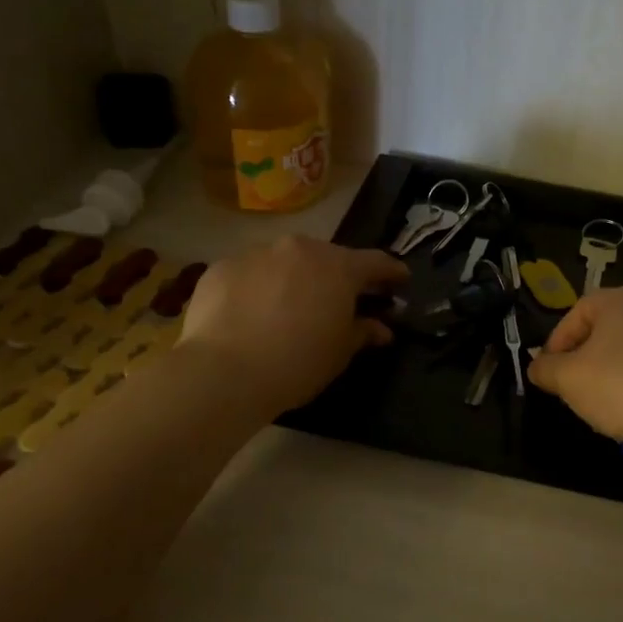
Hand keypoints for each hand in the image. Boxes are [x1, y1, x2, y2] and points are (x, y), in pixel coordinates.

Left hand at [179, 236, 407, 413]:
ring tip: (289, 309)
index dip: (391, 272)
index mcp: (337, 267)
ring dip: (294, 279)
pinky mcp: (222, 267)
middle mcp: (299, 249)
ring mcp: (257, 254)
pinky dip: (257, 288)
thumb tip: (381, 328)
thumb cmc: (296, 363)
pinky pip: (250, 273)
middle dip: (337, 277)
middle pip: (327, 257)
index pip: (376, 262)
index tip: (400, 281)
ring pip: (285, 262)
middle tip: (340, 300)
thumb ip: (363, 332)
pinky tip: (250, 315)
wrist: (223, 372)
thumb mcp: (339, 353)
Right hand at [528, 285, 622, 454]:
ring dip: (618, 369)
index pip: (578, 312)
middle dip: (588, 356)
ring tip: (609, 402)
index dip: (557, 342)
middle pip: (610, 327)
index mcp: (622, 299)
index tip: (550, 372)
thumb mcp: (568, 380)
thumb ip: (546, 369)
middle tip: (576, 385)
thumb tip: (538, 367)